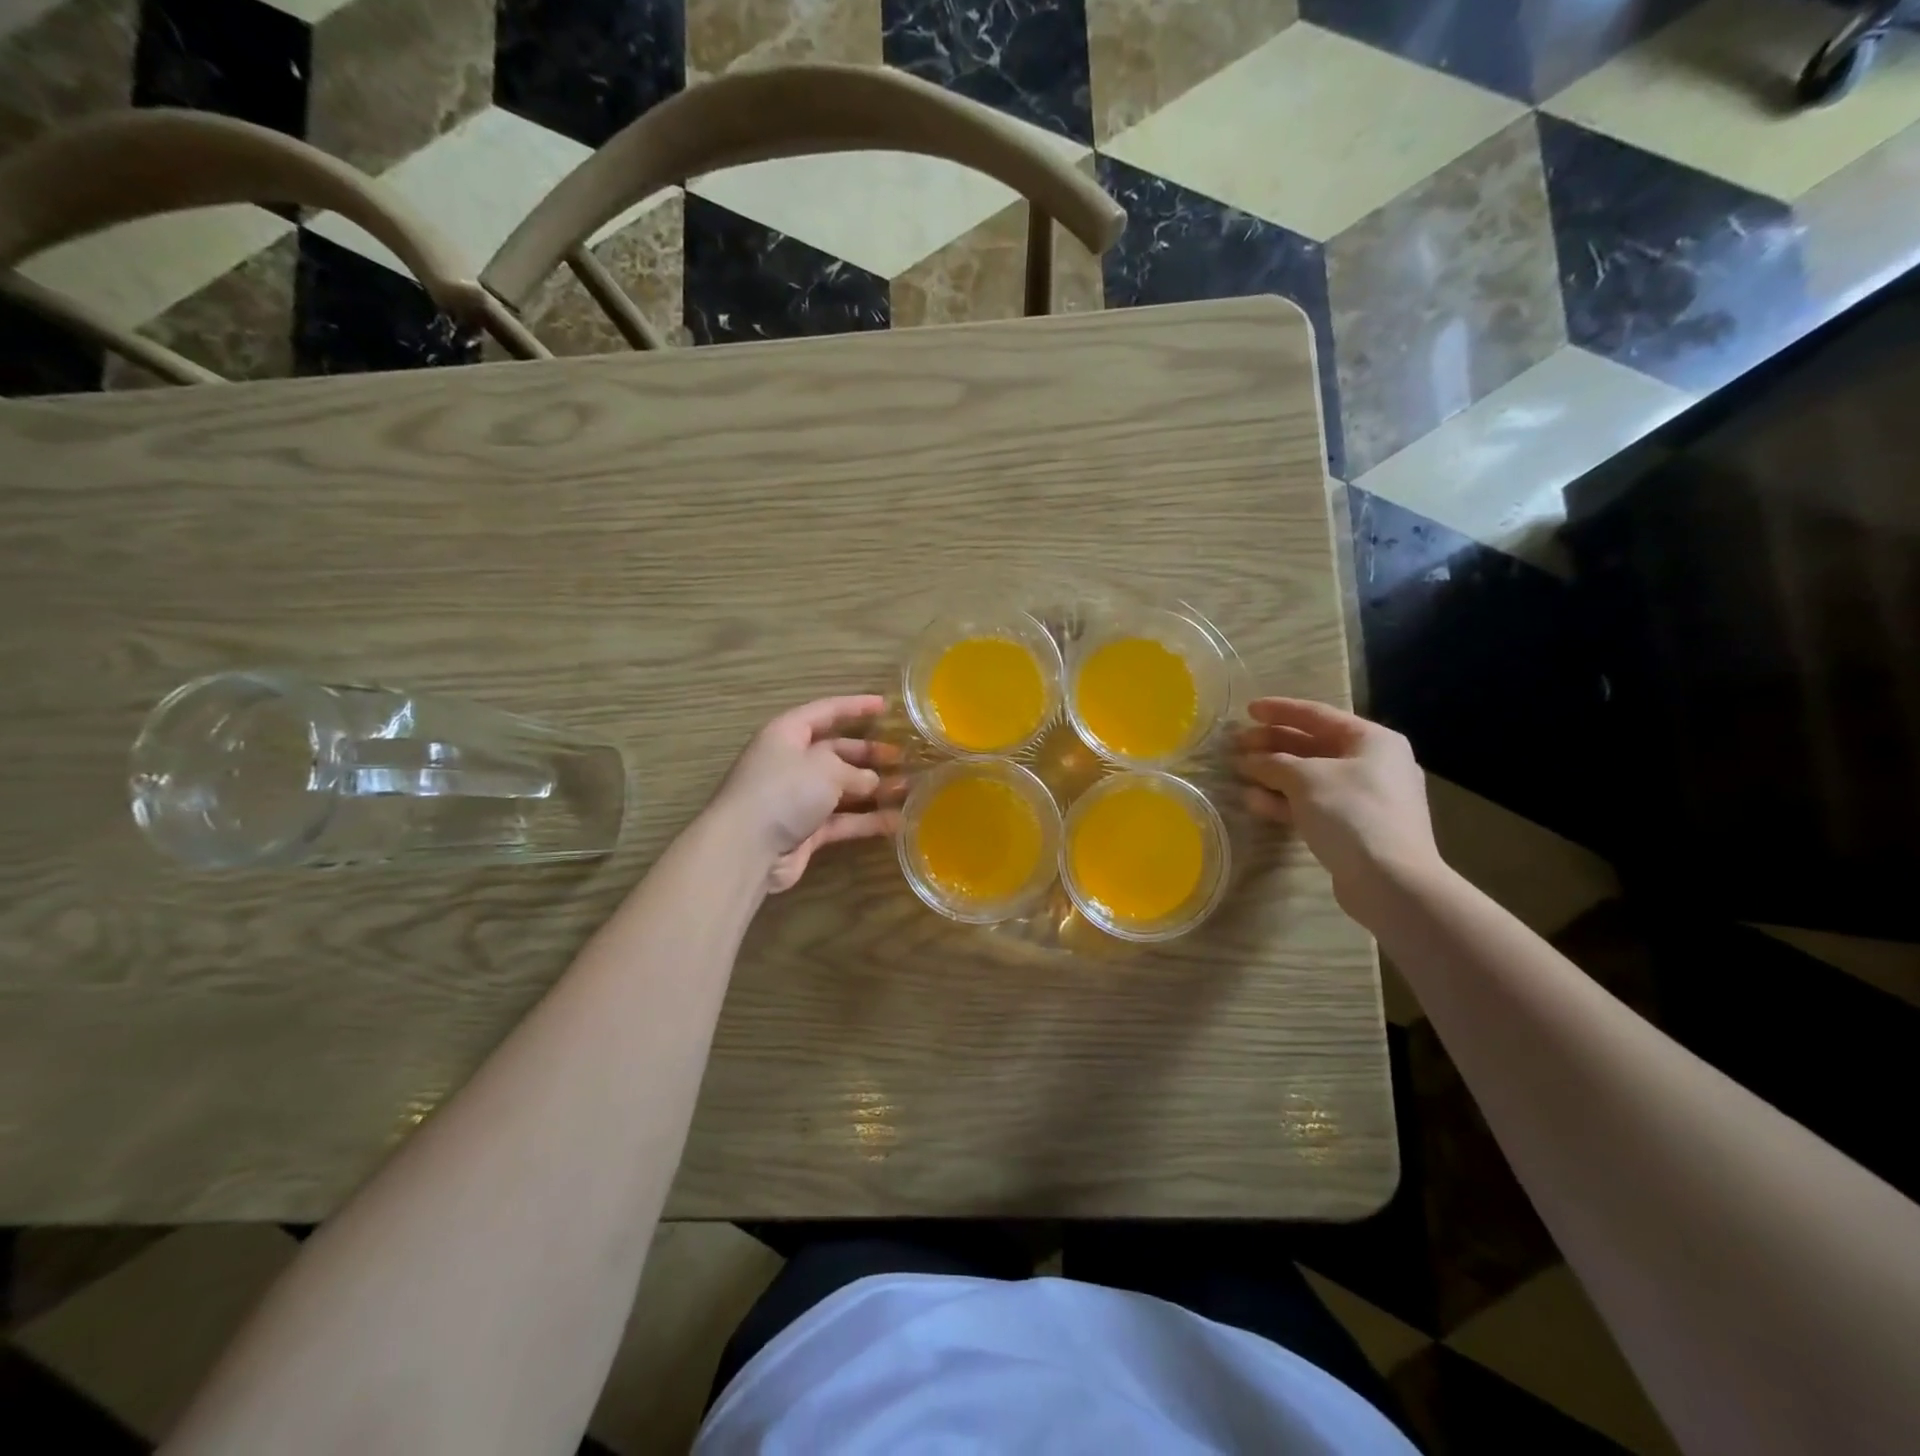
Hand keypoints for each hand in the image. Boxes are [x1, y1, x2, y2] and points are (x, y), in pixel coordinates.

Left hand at [709, 695, 901, 893]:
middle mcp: (791, 762)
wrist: (747, 849)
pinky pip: (842, 820)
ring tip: (908, 788)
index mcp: (787, 734)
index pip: (825, 711)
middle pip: (836, 751)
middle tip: (902, 757)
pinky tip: (896, 821)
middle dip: (869, 754)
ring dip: (873, 789)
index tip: (885, 705)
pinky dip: (866, 820)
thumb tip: (872, 782)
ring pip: (842, 788)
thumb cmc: (785, 791)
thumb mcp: (826, 768)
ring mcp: (797, 799)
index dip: (855, 706)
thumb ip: (855, 771)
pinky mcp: (805, 831)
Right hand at [1235, 697, 1441, 910]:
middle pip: (1313, 746)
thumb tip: (1248, 760)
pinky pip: (1314, 804)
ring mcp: (1366, 798)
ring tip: (1240, 773)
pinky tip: (1255, 802)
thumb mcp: (1305, 779)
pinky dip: (1285, 801)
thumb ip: (1273, 762)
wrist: (1391, 881)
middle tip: (1237, 745)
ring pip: (1311, 777)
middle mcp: (1373, 763)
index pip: (1318, 715)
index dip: (1280, 711)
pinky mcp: (1355, 828)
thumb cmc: (1352, 813)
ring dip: (1274, 774)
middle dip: (1272, 745)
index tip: (1247, 710)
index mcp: (1372, 740)